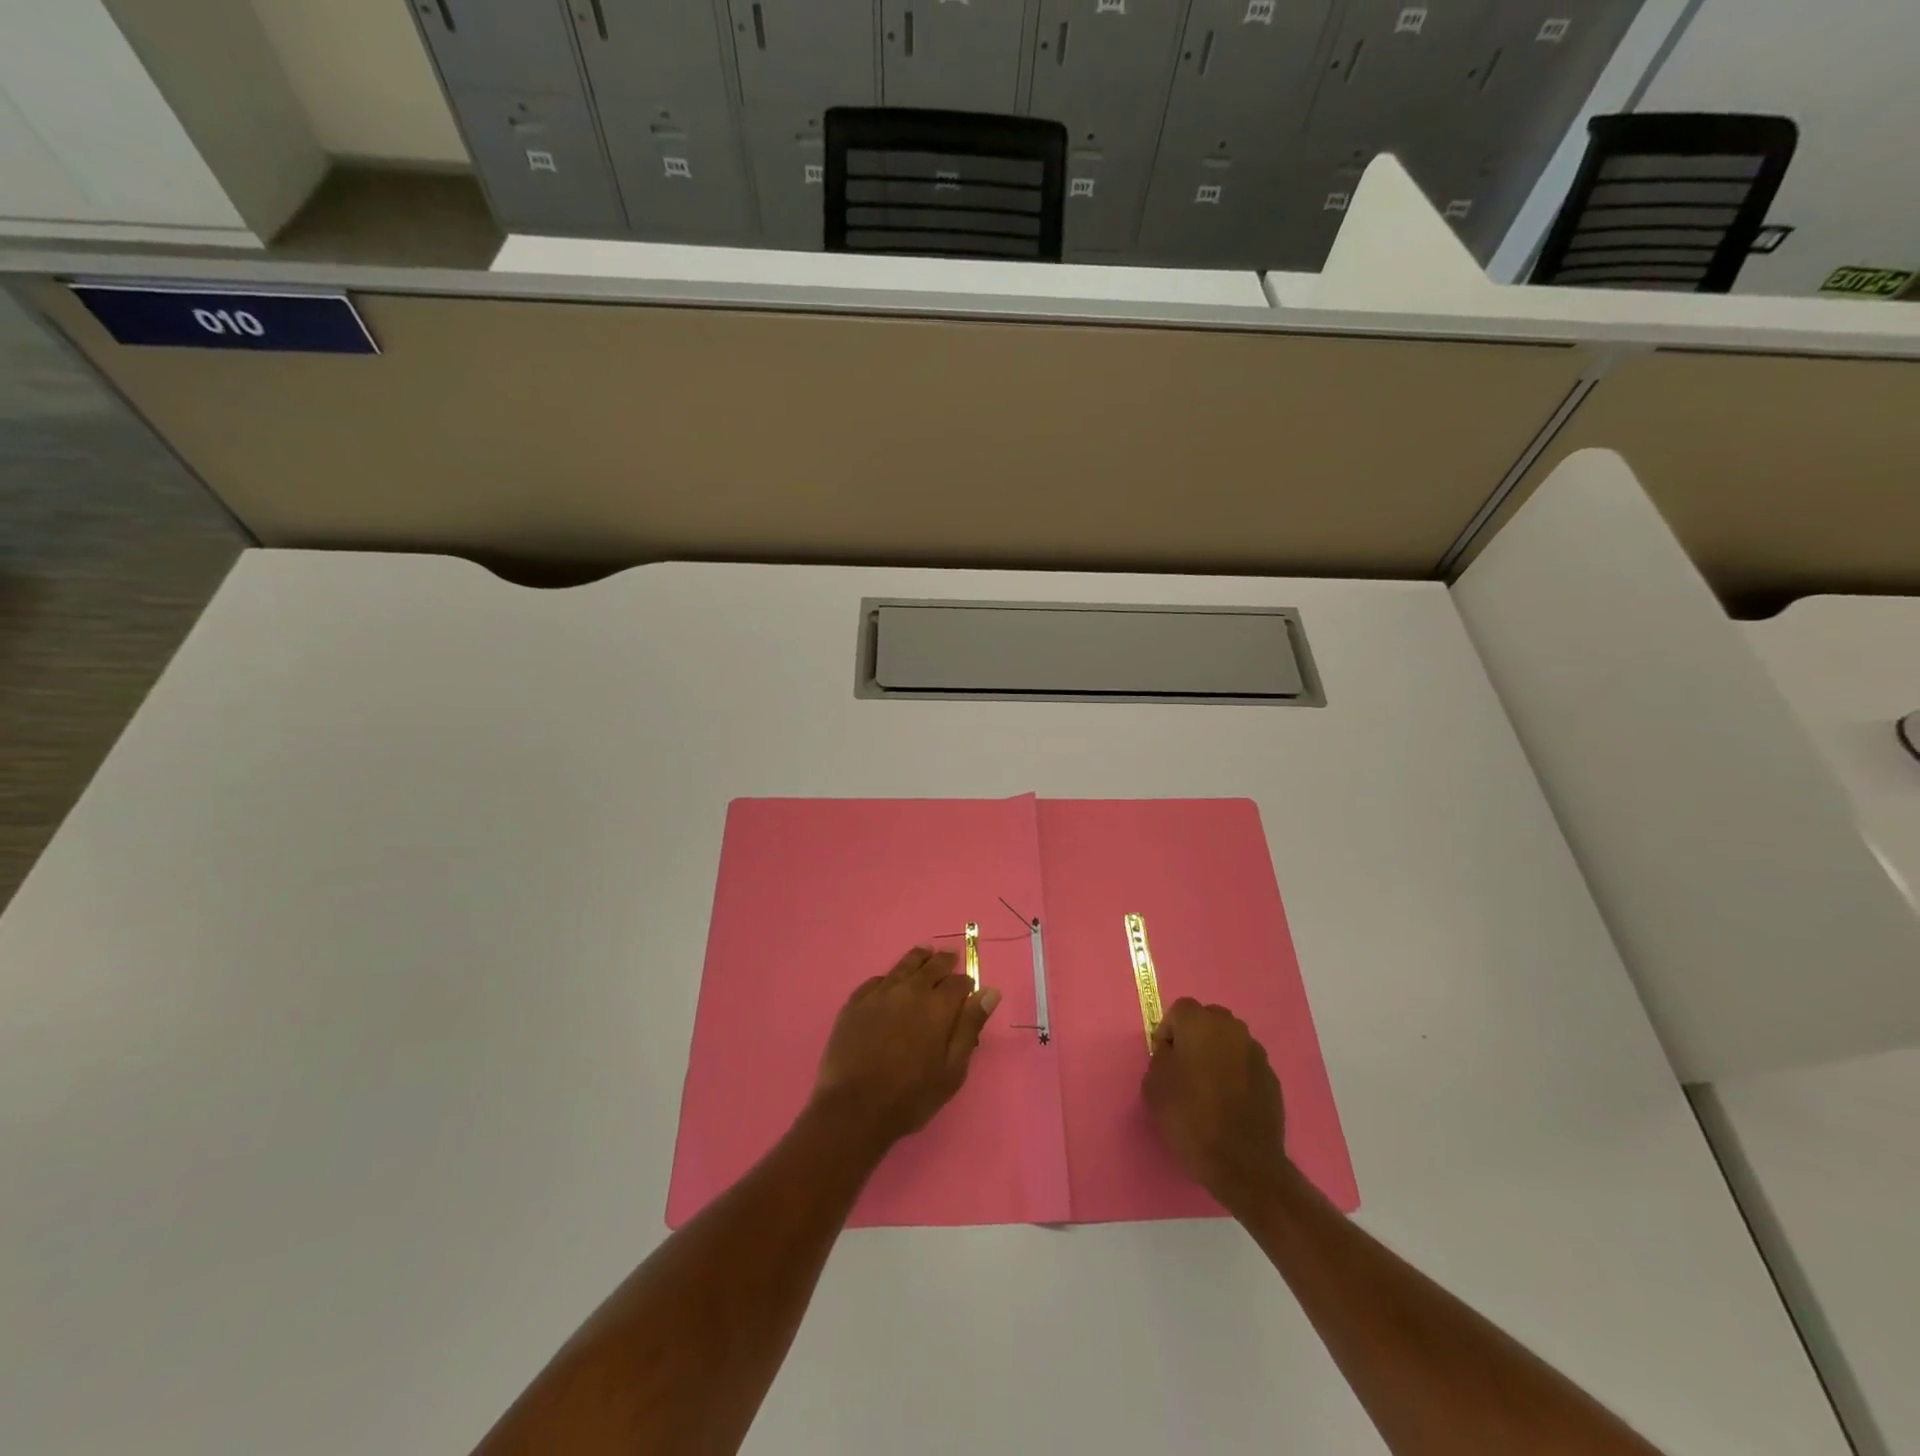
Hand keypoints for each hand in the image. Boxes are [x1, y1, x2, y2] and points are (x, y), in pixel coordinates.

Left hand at [812, 946, 1001, 1149]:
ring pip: (903, 966)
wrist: (854, 1108)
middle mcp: (910, 991)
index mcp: (937, 1006)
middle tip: (949, 957)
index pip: (958, 982)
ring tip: (924, 953)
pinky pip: (876, 981)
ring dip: (917, 958)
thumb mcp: (952, 1069)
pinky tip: (889, 981)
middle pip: (931, 966)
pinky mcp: (855, 1003)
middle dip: (944, 961)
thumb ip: (970, 1027)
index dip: (966, 983)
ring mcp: (879, 994)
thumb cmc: (911, 1095)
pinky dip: (888, 977)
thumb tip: (989, 992)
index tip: (969, 987)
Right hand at [1143, 998, 1291, 1208]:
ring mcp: (1256, 1053)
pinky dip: (1236, 1073)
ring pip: (1230, 1040)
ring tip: (1209, 1085)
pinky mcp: (1272, 1078)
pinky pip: (1246, 1064)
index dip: (1168, 1031)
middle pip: (1209, 1019)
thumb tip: (1172, 1053)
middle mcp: (1231, 1029)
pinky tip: (1229, 1101)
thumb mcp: (1154, 1086)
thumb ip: (1161, 1058)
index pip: (1179, 1010)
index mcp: (1200, 1024)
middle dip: (1195, 1036)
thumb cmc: (1190, 1118)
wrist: (1242, 1163)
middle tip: (1186, 1067)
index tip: (1163, 1058)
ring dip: (1218, 1052)